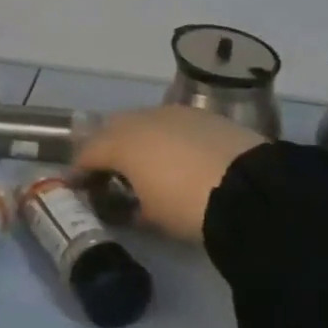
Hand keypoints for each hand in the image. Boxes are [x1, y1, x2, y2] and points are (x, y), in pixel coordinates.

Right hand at [72, 106, 267, 241]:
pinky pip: (172, 122)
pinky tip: (176, 154)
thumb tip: (127, 204)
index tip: (76, 184)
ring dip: (137, 138)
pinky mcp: (204, 115)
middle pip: (112, 128)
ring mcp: (174, 112)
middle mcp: (142, 119)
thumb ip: (130, 205)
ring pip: (143, 120)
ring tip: (144, 161)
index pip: (88, 152)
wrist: (252, 189)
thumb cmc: (188, 207)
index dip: (79, 169)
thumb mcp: (152, 216)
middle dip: (106, 147)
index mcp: (121, 143)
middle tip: (108, 170)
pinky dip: (165, 136)